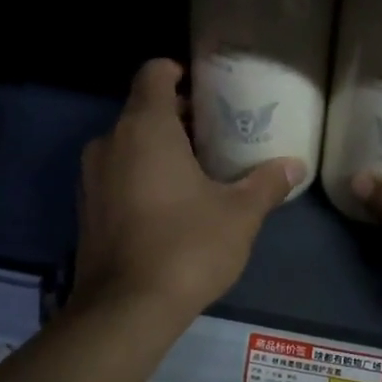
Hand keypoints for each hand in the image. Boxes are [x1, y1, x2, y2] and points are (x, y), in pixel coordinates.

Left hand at [73, 59, 303, 327]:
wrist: (126, 309)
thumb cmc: (187, 247)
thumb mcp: (240, 214)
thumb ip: (267, 183)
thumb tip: (296, 165)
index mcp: (145, 128)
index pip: (154, 73)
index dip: (179, 72)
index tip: (207, 90)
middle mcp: (109, 143)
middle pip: (142, 111)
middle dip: (177, 117)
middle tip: (216, 135)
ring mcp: (91, 178)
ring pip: (127, 146)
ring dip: (158, 150)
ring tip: (196, 171)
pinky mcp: (86, 211)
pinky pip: (116, 176)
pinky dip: (139, 177)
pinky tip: (169, 206)